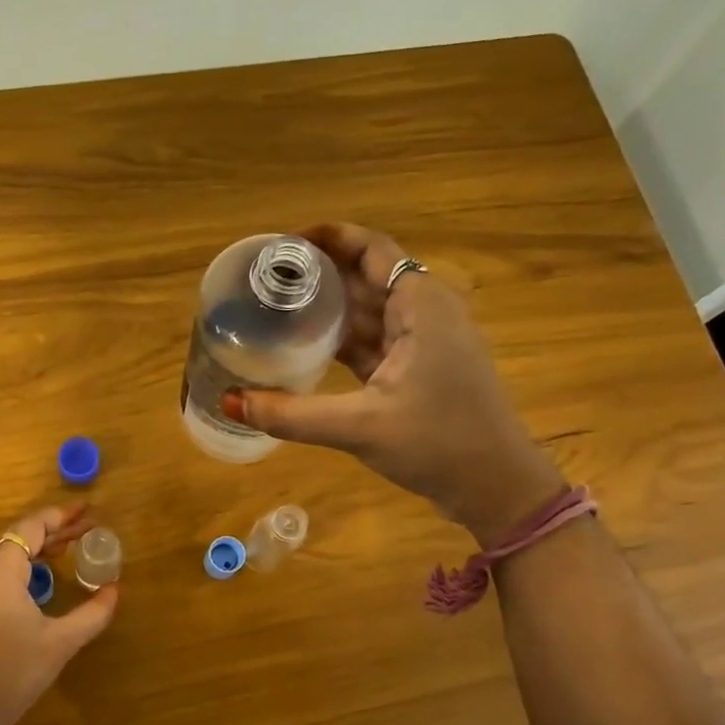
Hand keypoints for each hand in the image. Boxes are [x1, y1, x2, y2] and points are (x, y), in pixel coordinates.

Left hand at [0, 503, 118, 724]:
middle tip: (81, 533)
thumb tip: (115, 590)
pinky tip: (33, 583)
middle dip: (48, 530)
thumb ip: (92, 613)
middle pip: (13, 535)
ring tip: (59, 554)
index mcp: (0, 570)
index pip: (30, 528)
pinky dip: (12, 562)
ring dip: (27, 546)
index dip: (60, 518)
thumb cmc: (13, 674)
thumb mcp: (60, 643)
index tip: (87, 513)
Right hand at [223, 223, 563, 538]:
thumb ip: (291, 414)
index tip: (284, 243)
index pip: (372, 249)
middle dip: (320, 273)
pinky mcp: (420, 370)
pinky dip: (343, 341)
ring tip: (277, 308)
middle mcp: (425, 313)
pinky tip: (307, 348)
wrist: (495, 486)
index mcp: (421, 305)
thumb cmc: (439, 443)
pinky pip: (375, 341)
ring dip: (329, 309)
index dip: (330, 238)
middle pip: (367, 277)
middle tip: (267, 279)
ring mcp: (425, 343)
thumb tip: (229, 401)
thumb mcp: (360, 426)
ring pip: (370, 311)